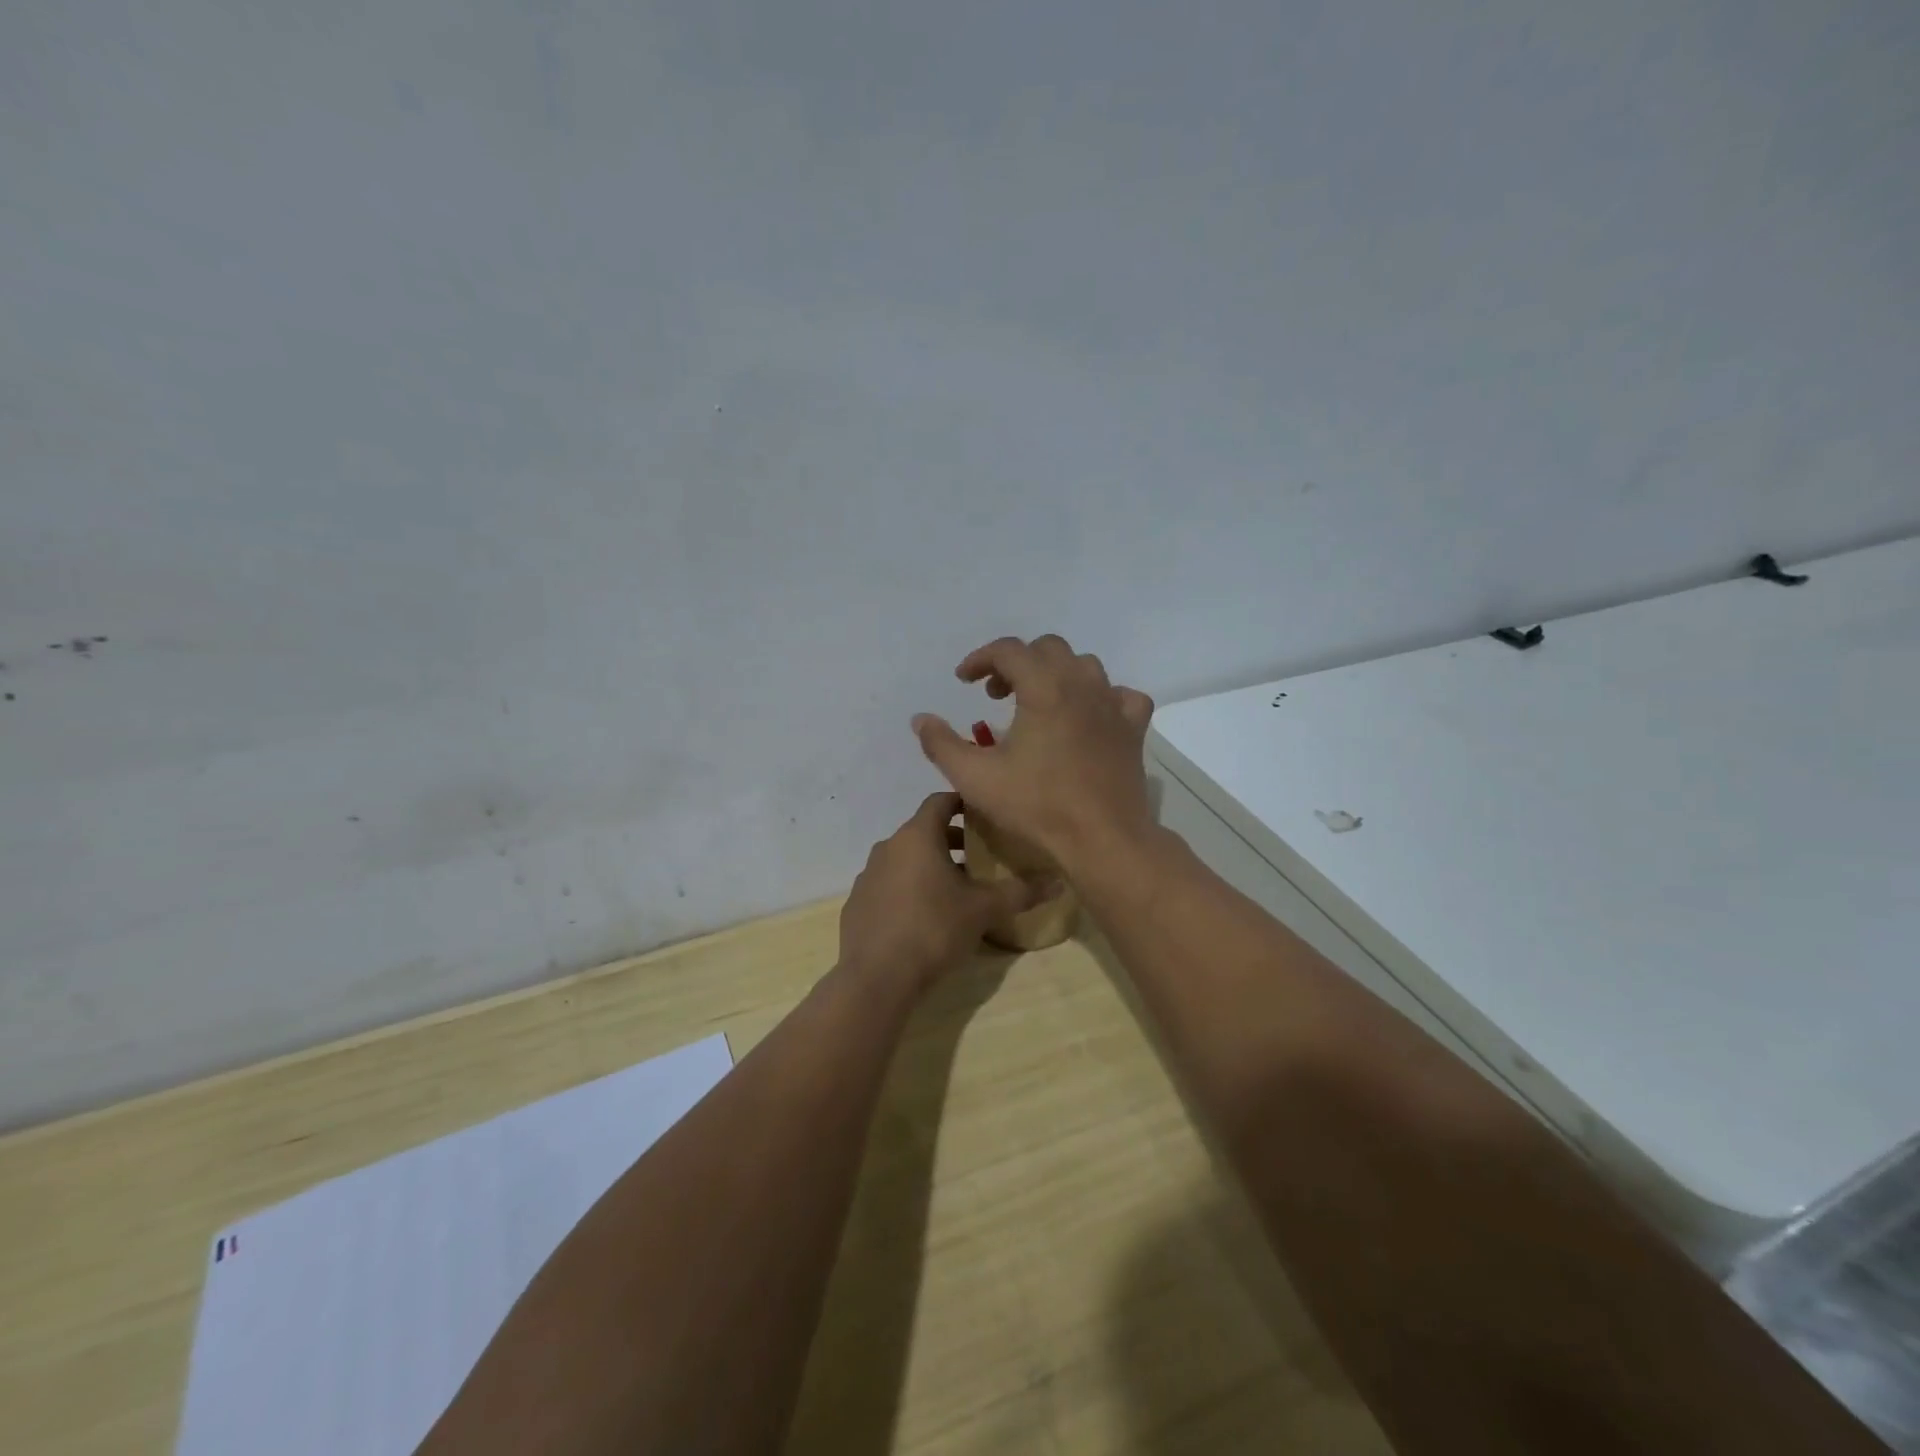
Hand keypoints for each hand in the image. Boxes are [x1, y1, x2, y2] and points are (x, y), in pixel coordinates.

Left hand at [838, 792, 1056, 988]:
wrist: (876, 977)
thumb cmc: (933, 929)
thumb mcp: (983, 910)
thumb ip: (1020, 892)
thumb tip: (1058, 882)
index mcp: (917, 836)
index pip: (940, 801)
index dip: (963, 803)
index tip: (984, 815)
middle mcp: (888, 846)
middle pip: (923, 830)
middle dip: (951, 840)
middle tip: (979, 857)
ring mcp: (868, 875)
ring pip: (904, 859)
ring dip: (928, 866)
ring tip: (954, 890)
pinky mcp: (857, 903)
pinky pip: (888, 885)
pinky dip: (907, 889)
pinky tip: (923, 917)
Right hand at [911, 635, 1154, 874]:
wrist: (1102, 838)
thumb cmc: (1037, 805)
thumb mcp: (975, 777)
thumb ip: (941, 743)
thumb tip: (920, 719)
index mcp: (1044, 686)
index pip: (1008, 650)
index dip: (980, 659)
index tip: (963, 681)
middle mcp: (1081, 684)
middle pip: (1047, 649)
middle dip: (1016, 663)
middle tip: (996, 695)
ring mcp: (1113, 704)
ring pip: (1084, 666)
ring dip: (1055, 674)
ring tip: (1036, 704)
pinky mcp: (1133, 728)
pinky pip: (1120, 695)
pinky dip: (1099, 697)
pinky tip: (1087, 717)